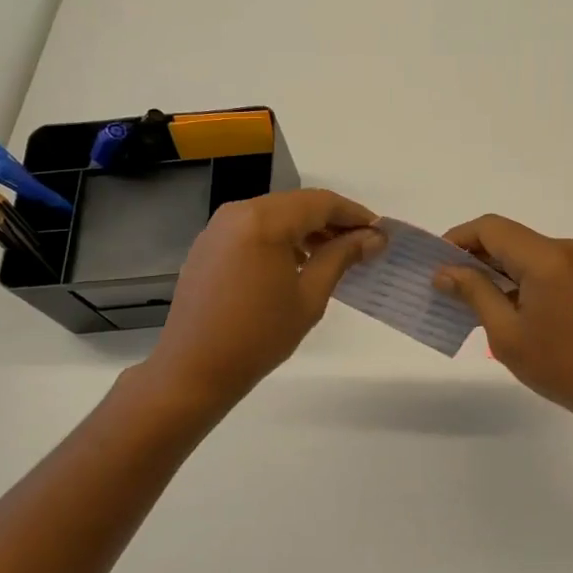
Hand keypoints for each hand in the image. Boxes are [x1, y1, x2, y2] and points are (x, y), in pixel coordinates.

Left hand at [148, 189, 382, 405]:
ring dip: (307, 229)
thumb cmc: (259, 335)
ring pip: (276, 215)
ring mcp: (218, 227)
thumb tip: (374, 237)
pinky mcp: (208, 245)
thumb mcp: (310, 296)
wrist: (193, 370)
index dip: (355, 214)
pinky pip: (254, 228)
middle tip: (361, 246)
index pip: (321, 202)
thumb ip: (342, 257)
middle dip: (332, 222)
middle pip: (298, 204)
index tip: (380, 233)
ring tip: (333, 257)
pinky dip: (280, 238)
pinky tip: (296, 264)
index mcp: (265, 220)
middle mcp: (239, 212)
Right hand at [435, 214, 572, 426]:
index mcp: (545, 257)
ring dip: (493, 267)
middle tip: (443, 282)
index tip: (434, 263)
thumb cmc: (559, 365)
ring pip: (522, 251)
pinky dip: (515, 277)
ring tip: (464, 296)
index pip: (490, 229)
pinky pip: (539, 266)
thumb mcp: (506, 332)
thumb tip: (445, 272)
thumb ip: (474, 293)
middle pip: (507, 236)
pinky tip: (497, 303)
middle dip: (473, 255)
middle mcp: (563, 249)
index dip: (457, 239)